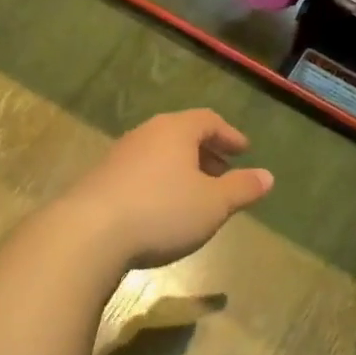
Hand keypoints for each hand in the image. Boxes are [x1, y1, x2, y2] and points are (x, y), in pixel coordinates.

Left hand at [57, 110, 273, 270]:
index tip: (244, 151)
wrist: (88, 233)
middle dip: (206, 152)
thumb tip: (267, 176)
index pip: (208, 120)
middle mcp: (146, 134)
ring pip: (159, 154)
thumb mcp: (213, 204)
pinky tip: (161, 209)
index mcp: (175, 130)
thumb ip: (242, 188)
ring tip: (196, 194)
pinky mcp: (100, 180)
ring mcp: (119, 156)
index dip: (228, 135)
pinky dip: (159, 182)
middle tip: (224, 172)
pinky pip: (140, 172)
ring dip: (181, 169)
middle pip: (181, 134)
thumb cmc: (162, 211)